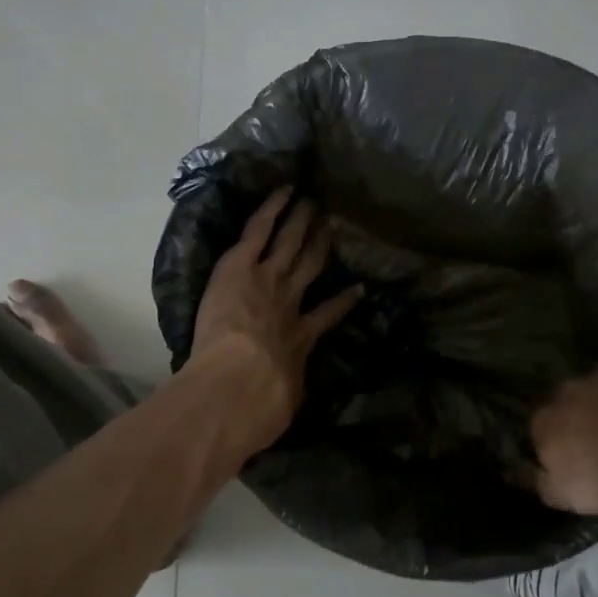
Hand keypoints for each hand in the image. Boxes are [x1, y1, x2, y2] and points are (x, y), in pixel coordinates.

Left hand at [190, 188, 360, 450]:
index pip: (327, 315)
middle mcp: (290, 303)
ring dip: (301, 222)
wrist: (240, 384)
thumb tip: (288, 404)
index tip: (357, 289)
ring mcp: (269, 280)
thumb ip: (288, 395)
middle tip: (333, 223)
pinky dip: (272, 209)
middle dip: (321, 246)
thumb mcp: (283, 406)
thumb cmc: (263, 405)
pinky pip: (259, 230)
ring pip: (289, 243)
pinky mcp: (242, 266)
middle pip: (310, 267)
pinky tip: (284, 190)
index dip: (343, 302)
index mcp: (301, 339)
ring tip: (313, 203)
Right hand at [530, 362, 597, 515]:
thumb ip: (544, 485)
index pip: (538, 433)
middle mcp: (563, 393)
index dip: (554, 447)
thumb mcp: (567, 496)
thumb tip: (530, 475)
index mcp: (543, 423)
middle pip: (565, 407)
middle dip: (578, 421)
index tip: (571, 463)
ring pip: (596, 391)